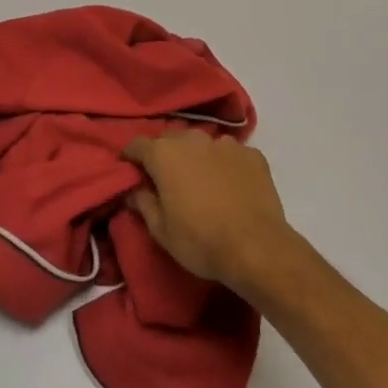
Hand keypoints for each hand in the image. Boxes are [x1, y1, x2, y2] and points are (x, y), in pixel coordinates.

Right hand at [121, 130, 298, 297]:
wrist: (257, 248)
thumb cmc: (200, 241)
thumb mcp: (160, 230)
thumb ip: (143, 203)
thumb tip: (133, 190)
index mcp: (165, 154)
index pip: (136, 145)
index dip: (130, 157)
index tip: (130, 172)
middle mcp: (194, 139)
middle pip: (170, 140)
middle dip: (164, 156)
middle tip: (166, 180)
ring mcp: (227, 144)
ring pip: (202, 145)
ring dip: (196, 158)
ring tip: (202, 183)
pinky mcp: (253, 154)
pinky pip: (230, 154)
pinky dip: (225, 165)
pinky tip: (230, 187)